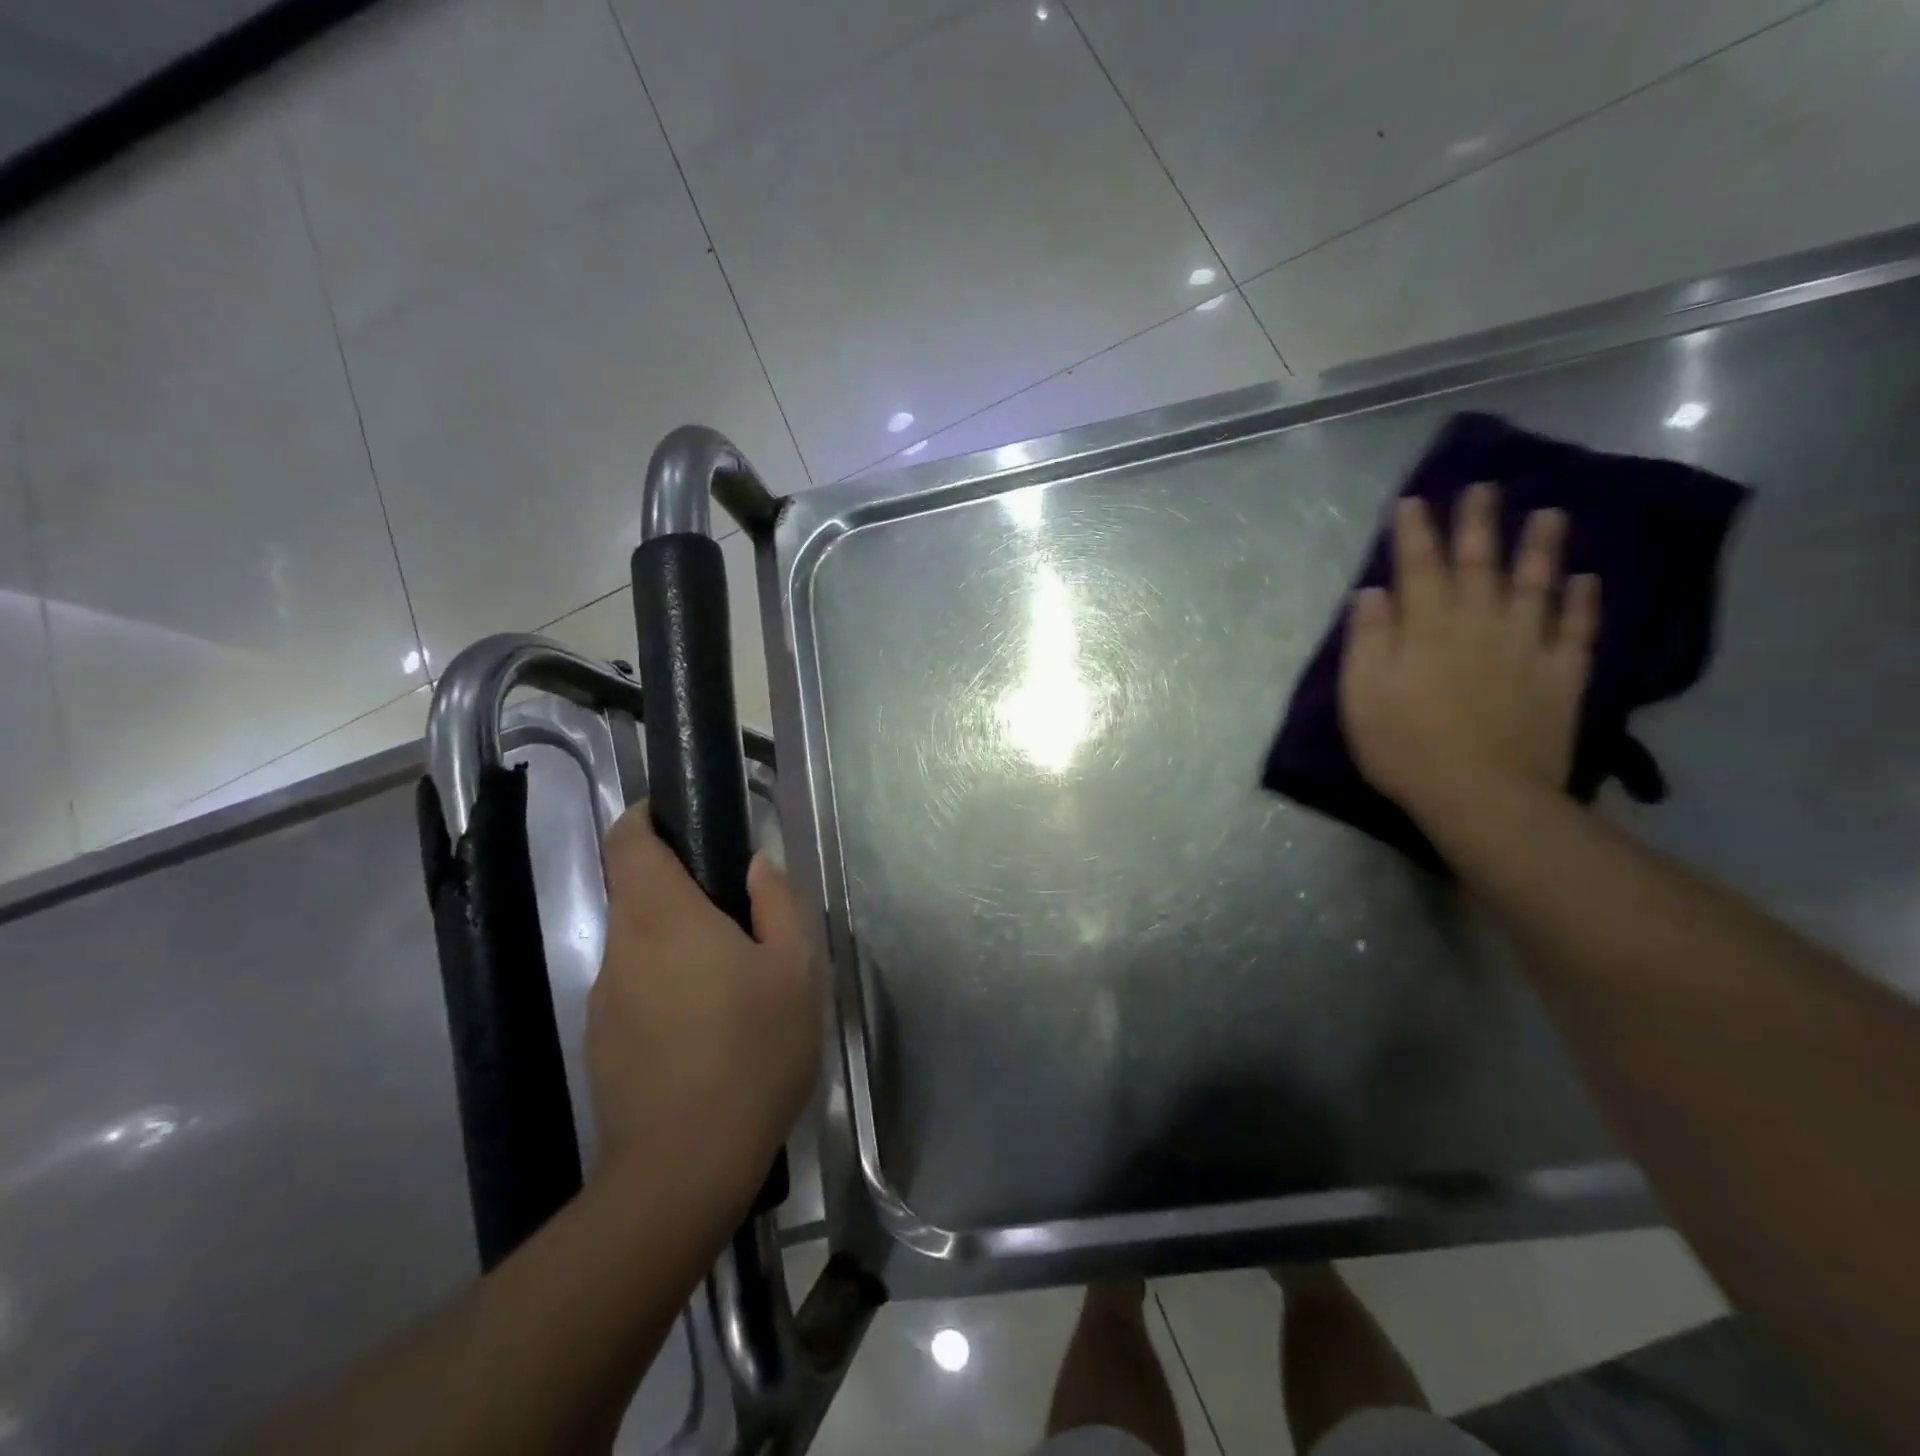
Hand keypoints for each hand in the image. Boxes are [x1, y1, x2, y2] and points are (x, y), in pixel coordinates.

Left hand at [587, 808, 819, 1196]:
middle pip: (632, 892)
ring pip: (635, 945)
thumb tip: (756, 866)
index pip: (627, 842)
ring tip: (726, 979)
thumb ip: (777, 904)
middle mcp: (622, 948)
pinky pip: (632, 990)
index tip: (673, 817)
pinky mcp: (601, 1043)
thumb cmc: (752, 1051)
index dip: (642, 818)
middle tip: (732, 912)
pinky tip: (702, 1029)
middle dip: (674, 887)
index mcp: (664, 917)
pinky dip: (662, 986)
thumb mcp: (794, 970)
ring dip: (672, 942)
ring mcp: (604, 999)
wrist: (686, 1166)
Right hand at [1338, 482, 1598, 833]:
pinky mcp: (1561, 675)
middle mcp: (1479, 624)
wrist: (1481, 795)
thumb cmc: (1404, 746)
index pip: (1419, 568)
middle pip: (1479, 565)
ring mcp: (1527, 647)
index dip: (1415, 533)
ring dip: (1541, 548)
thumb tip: (1372, 593)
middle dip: (1478, 524)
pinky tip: (1586, 580)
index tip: (1415, 501)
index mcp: (1427, 629)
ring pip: (1536, 585)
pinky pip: (1576, 629)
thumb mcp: (1362, 695)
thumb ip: (1367, 639)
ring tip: (1549, 513)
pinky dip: (1583, 602)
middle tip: (1484, 487)